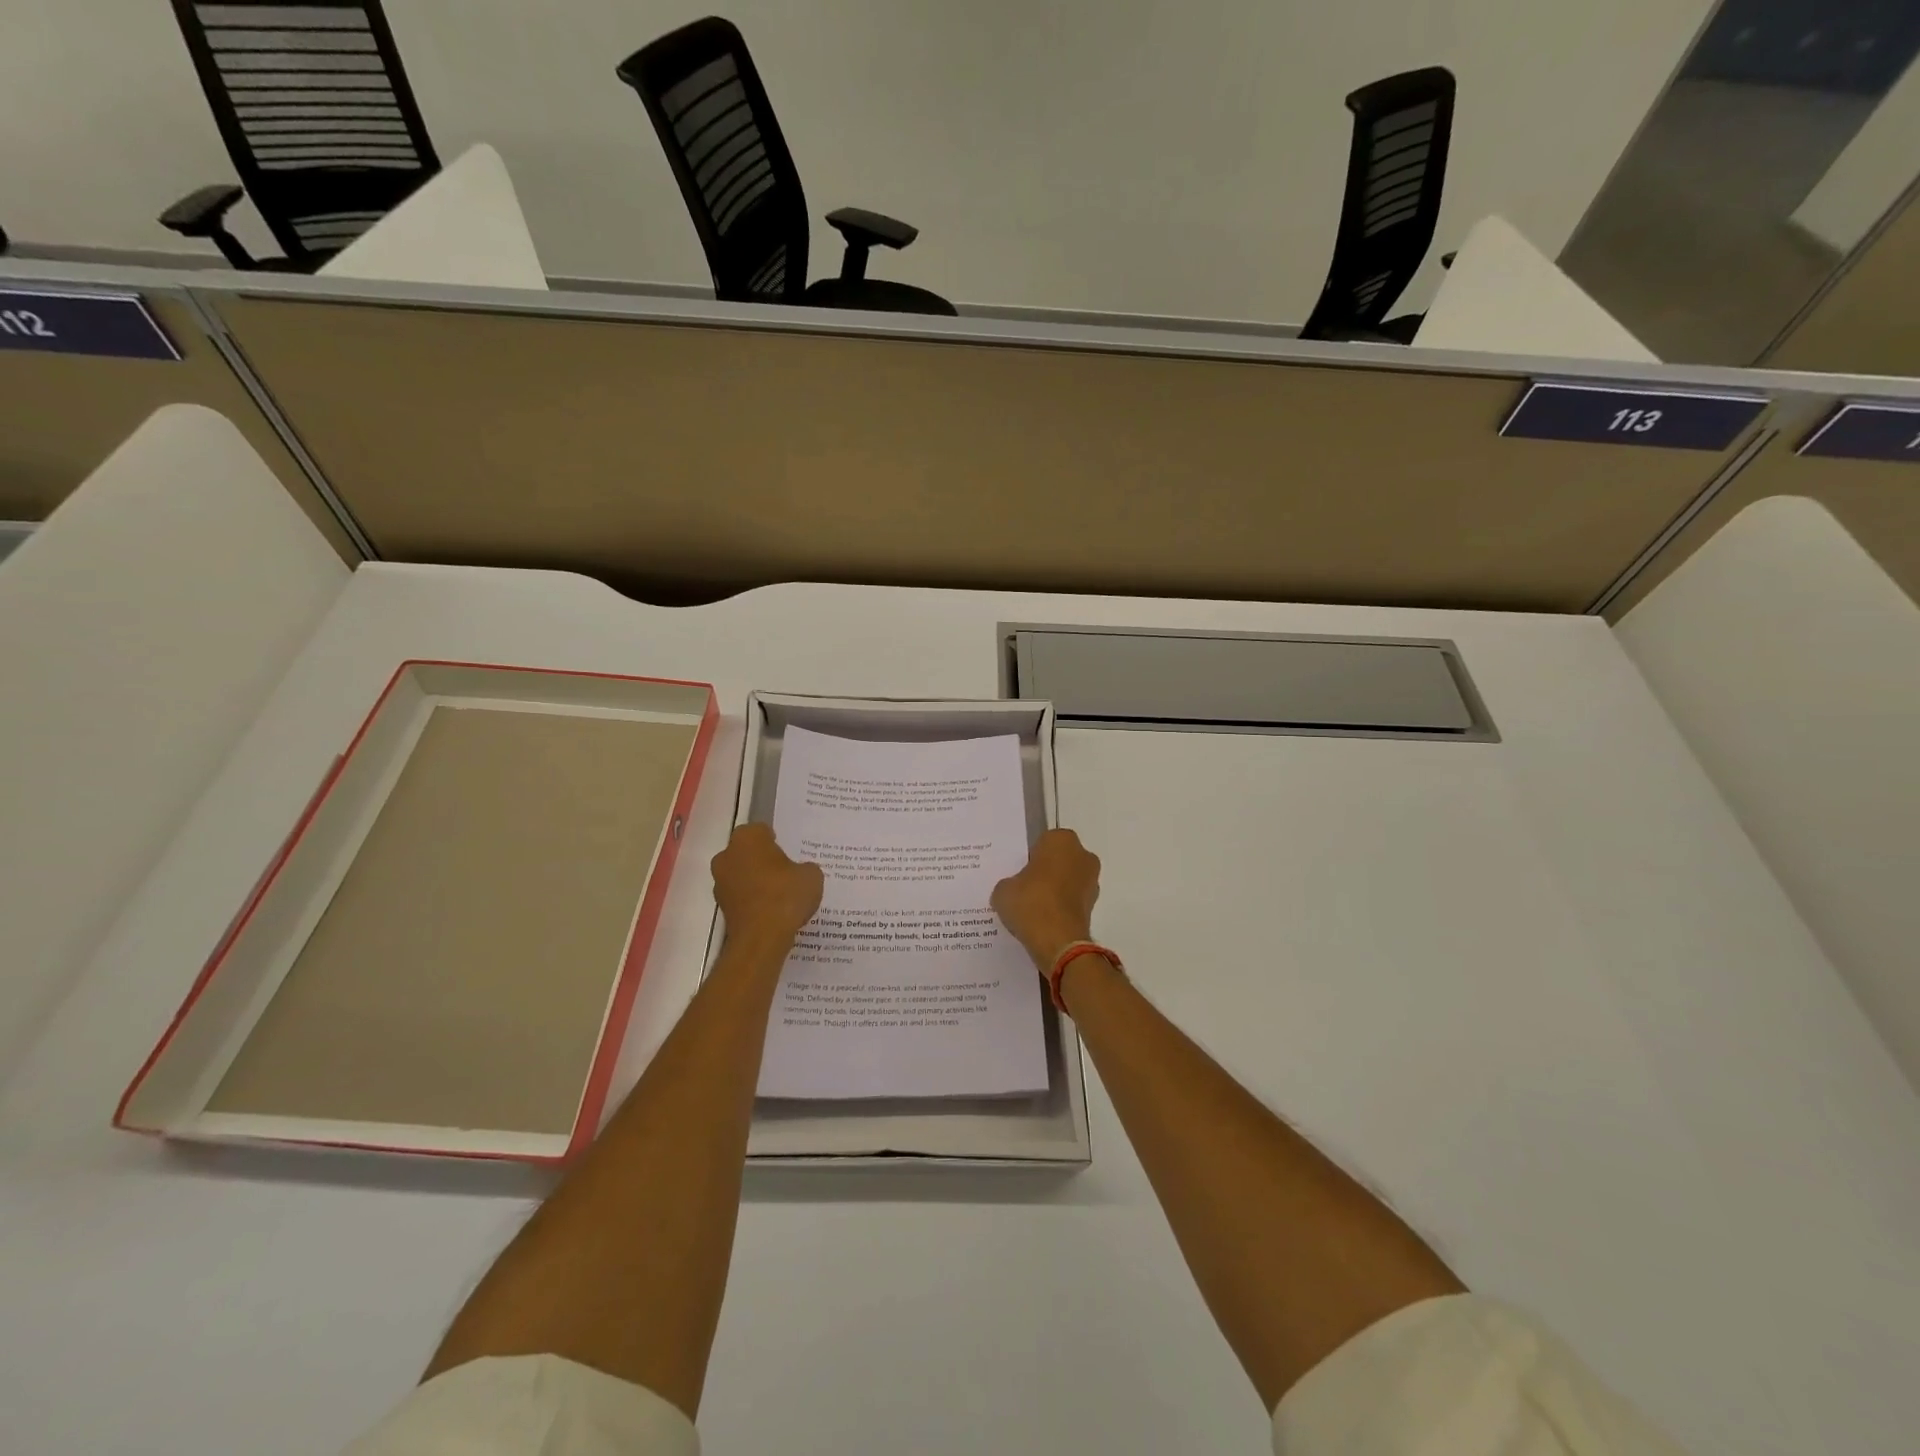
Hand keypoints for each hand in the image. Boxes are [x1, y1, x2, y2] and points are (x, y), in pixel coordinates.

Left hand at [711, 824, 823, 949]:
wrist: (762, 938)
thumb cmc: (786, 895)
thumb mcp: (811, 875)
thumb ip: (804, 868)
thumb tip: (800, 872)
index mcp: (747, 838)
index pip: (761, 831)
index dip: (776, 841)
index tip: (789, 853)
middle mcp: (727, 855)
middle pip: (748, 852)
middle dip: (763, 860)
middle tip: (786, 872)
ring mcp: (720, 882)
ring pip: (742, 874)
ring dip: (756, 881)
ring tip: (781, 895)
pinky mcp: (721, 907)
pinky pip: (741, 896)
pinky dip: (753, 900)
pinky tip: (772, 911)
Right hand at [991, 829, 1100, 972]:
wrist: (1057, 941)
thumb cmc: (1030, 902)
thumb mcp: (1003, 889)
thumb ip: (1009, 883)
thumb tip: (1013, 890)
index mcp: (1062, 840)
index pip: (1043, 842)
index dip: (1030, 857)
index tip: (1018, 871)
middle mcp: (1083, 855)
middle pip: (1059, 860)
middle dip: (1045, 871)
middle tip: (1023, 888)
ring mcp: (1092, 882)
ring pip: (1068, 880)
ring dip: (1055, 890)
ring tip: (1031, 908)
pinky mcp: (1094, 906)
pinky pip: (1072, 901)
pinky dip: (1060, 908)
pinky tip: (1042, 921)